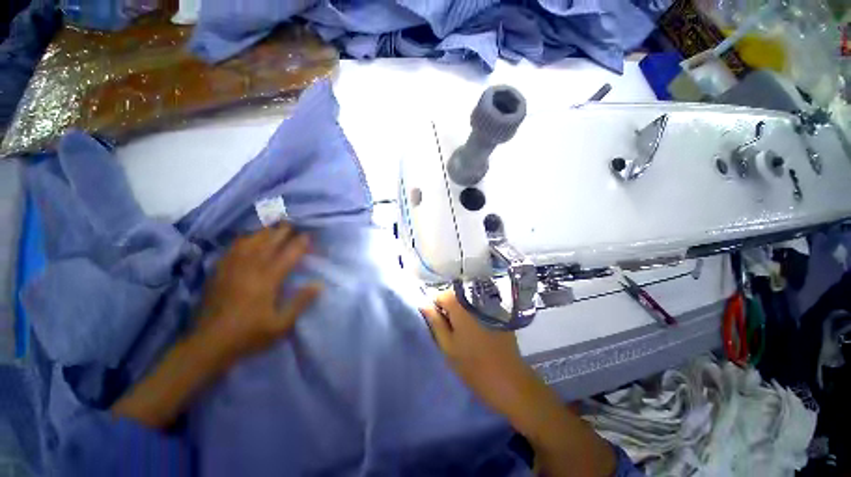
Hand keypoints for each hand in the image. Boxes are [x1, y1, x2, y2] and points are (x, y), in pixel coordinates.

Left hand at [114, 224, 321, 428]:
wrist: (209, 344)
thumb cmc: (249, 334)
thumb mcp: (281, 324)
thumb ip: (300, 302)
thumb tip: (319, 284)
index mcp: (267, 280)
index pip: (288, 255)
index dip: (300, 243)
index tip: (309, 236)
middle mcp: (250, 269)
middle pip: (269, 243)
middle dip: (282, 231)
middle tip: (292, 224)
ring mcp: (232, 268)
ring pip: (250, 242)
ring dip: (264, 232)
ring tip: (273, 226)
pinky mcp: (219, 272)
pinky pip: (233, 248)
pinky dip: (244, 239)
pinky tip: (248, 238)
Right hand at [422, 292, 617, 476]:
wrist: (510, 382)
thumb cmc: (473, 366)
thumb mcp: (448, 346)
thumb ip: (435, 322)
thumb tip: (424, 304)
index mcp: (461, 305)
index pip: (440, 295)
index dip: (436, 308)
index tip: (439, 325)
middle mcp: (476, 298)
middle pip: (455, 297)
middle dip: (449, 310)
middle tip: (451, 332)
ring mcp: (490, 305)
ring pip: (467, 302)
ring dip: (462, 313)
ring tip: (464, 334)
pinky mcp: (499, 313)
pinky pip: (480, 308)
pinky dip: (474, 316)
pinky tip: (478, 333)